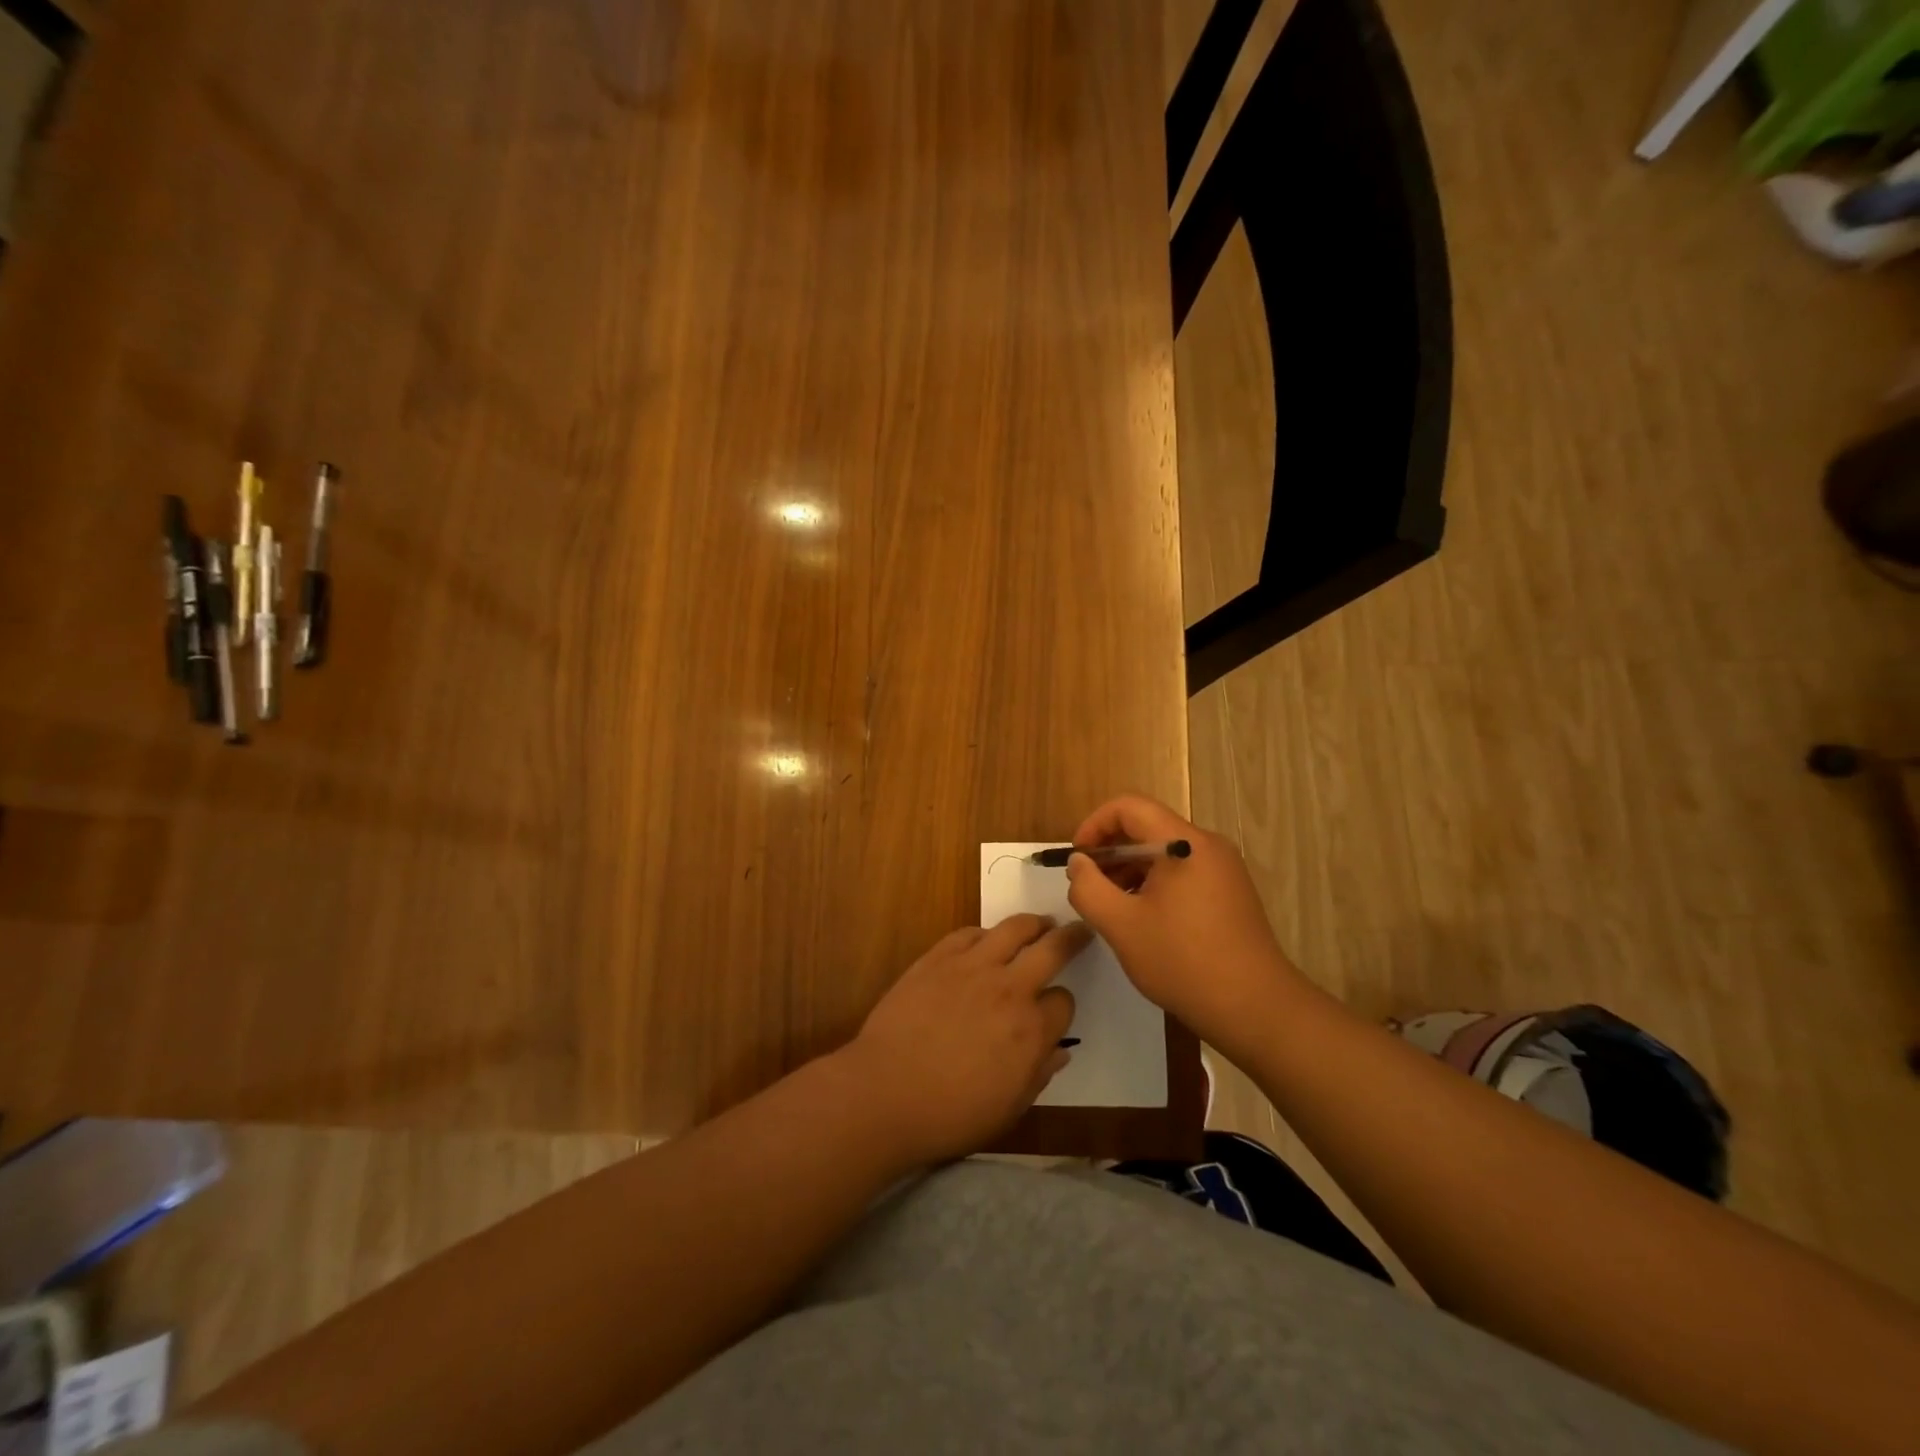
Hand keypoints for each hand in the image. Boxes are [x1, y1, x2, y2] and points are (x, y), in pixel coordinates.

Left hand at [842, 915, 1084, 1166]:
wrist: (885, 1093)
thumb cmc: (950, 1114)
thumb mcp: (1008, 1109)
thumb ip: (1039, 1075)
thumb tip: (1060, 1052)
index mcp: (1032, 1030)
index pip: (1064, 1001)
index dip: (1062, 1006)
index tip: (1054, 1011)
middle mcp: (1009, 988)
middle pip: (1052, 949)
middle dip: (1071, 938)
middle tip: (1079, 930)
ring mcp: (972, 967)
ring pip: (1014, 928)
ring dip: (1033, 923)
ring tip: (1040, 923)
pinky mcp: (939, 957)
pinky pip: (970, 932)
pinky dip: (985, 934)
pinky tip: (986, 940)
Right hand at [1064, 794, 1306, 1048]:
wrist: (1256, 1009)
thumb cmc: (1183, 962)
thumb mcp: (1121, 926)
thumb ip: (1089, 887)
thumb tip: (1079, 862)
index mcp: (1184, 843)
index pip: (1129, 807)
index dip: (1094, 825)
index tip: (1077, 859)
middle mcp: (1207, 846)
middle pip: (1147, 827)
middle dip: (1110, 851)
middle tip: (1089, 887)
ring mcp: (1223, 869)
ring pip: (1164, 852)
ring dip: (1130, 870)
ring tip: (1111, 908)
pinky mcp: (1229, 892)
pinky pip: (1182, 872)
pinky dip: (1154, 884)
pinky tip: (1142, 920)